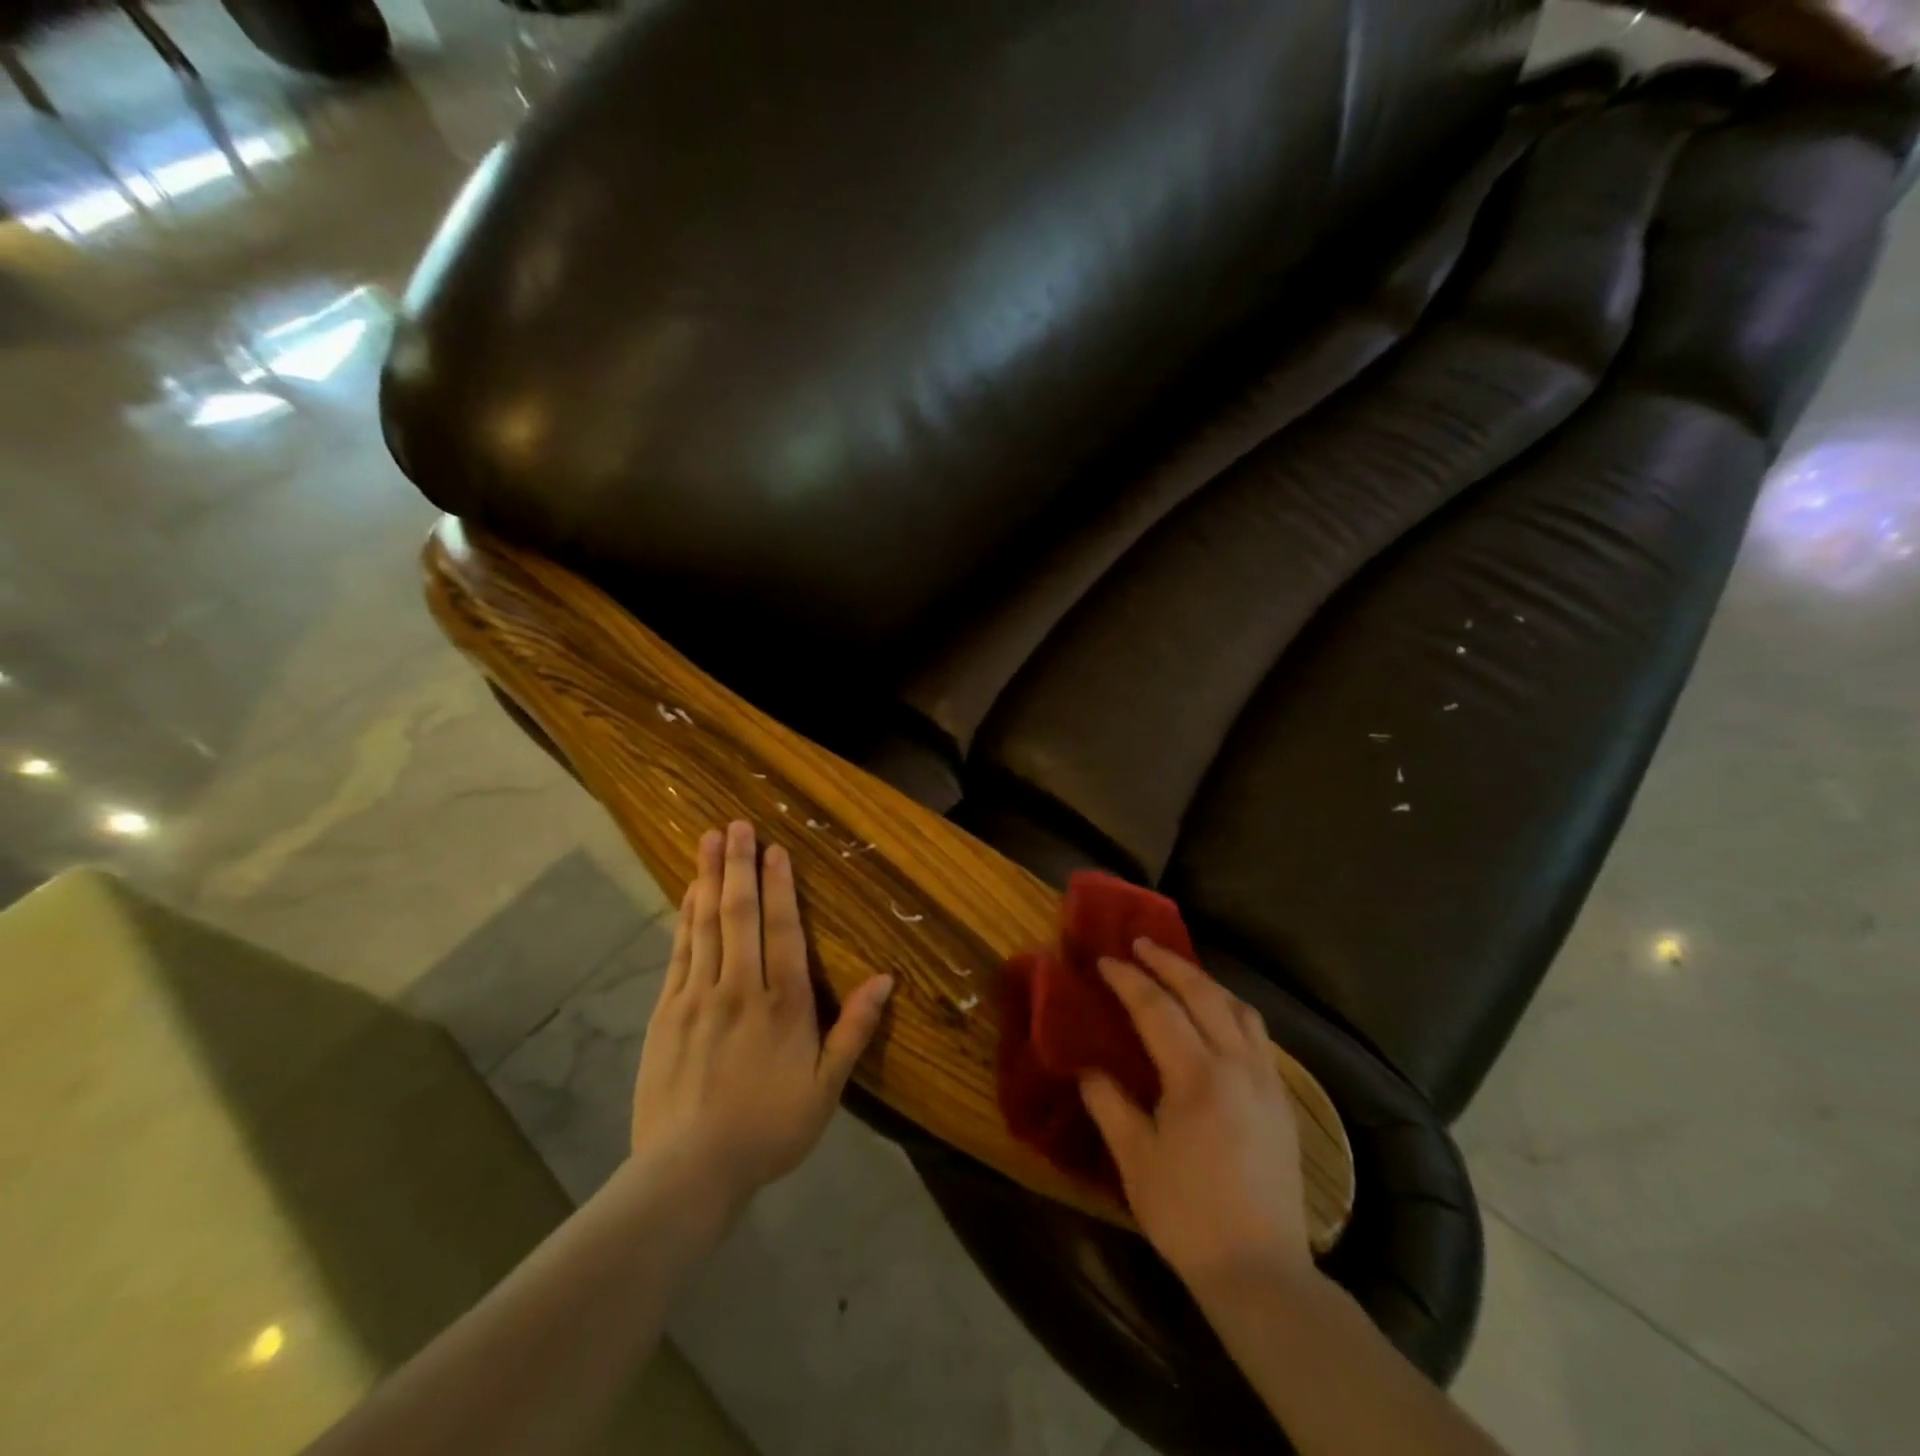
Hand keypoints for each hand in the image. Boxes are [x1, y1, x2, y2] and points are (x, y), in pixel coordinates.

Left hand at [629, 821, 893, 1215]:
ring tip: (709, 840)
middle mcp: (740, 987)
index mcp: (784, 1004)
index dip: (780, 886)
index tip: (775, 849)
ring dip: (708, 879)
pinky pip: (680, 952)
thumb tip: (886, 979)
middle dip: (738, 866)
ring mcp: (698, 996)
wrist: (689, 1171)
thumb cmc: (769, 1128)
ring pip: (705, 924)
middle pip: (740, 914)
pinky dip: (685, 918)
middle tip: (736, 825)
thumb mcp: (826, 1087)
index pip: (783, 930)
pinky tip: (688, 895)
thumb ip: (854, 1029)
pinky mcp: (667, 1012)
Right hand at [1079, 940, 1311, 1298]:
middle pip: (1205, 994)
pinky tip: (1217, 1022)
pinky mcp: (1282, 1103)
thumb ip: (1109, 1105)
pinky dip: (1231, 1011)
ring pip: (1240, 1010)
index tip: (1105, 960)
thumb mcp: (1135, 1161)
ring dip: (1207, 983)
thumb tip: (1089, 1070)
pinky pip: (1257, 1036)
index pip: (1158, 1009)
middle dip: (1170, 964)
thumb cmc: (1188, 1216)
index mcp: (1198, 1077)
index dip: (1129, 980)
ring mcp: (1267, 1082)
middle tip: (1142, 945)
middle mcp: (1238, 1066)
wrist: (1262, 1273)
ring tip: (1180, 974)